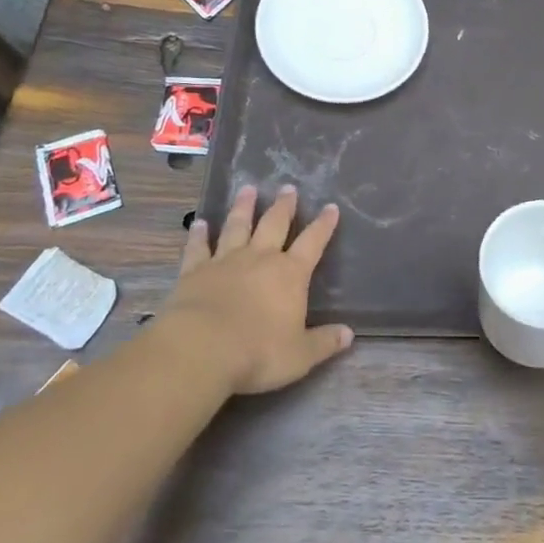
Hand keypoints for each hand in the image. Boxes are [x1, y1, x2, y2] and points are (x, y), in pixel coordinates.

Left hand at [167, 185, 352, 394]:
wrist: (201, 350)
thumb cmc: (258, 353)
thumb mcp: (300, 355)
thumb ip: (324, 342)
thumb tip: (349, 334)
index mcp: (290, 274)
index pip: (313, 242)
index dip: (323, 225)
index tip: (331, 207)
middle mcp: (260, 258)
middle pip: (274, 224)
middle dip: (284, 206)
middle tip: (288, 187)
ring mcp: (226, 261)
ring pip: (237, 226)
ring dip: (243, 207)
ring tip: (248, 188)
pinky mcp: (194, 271)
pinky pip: (198, 247)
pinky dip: (199, 234)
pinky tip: (199, 222)